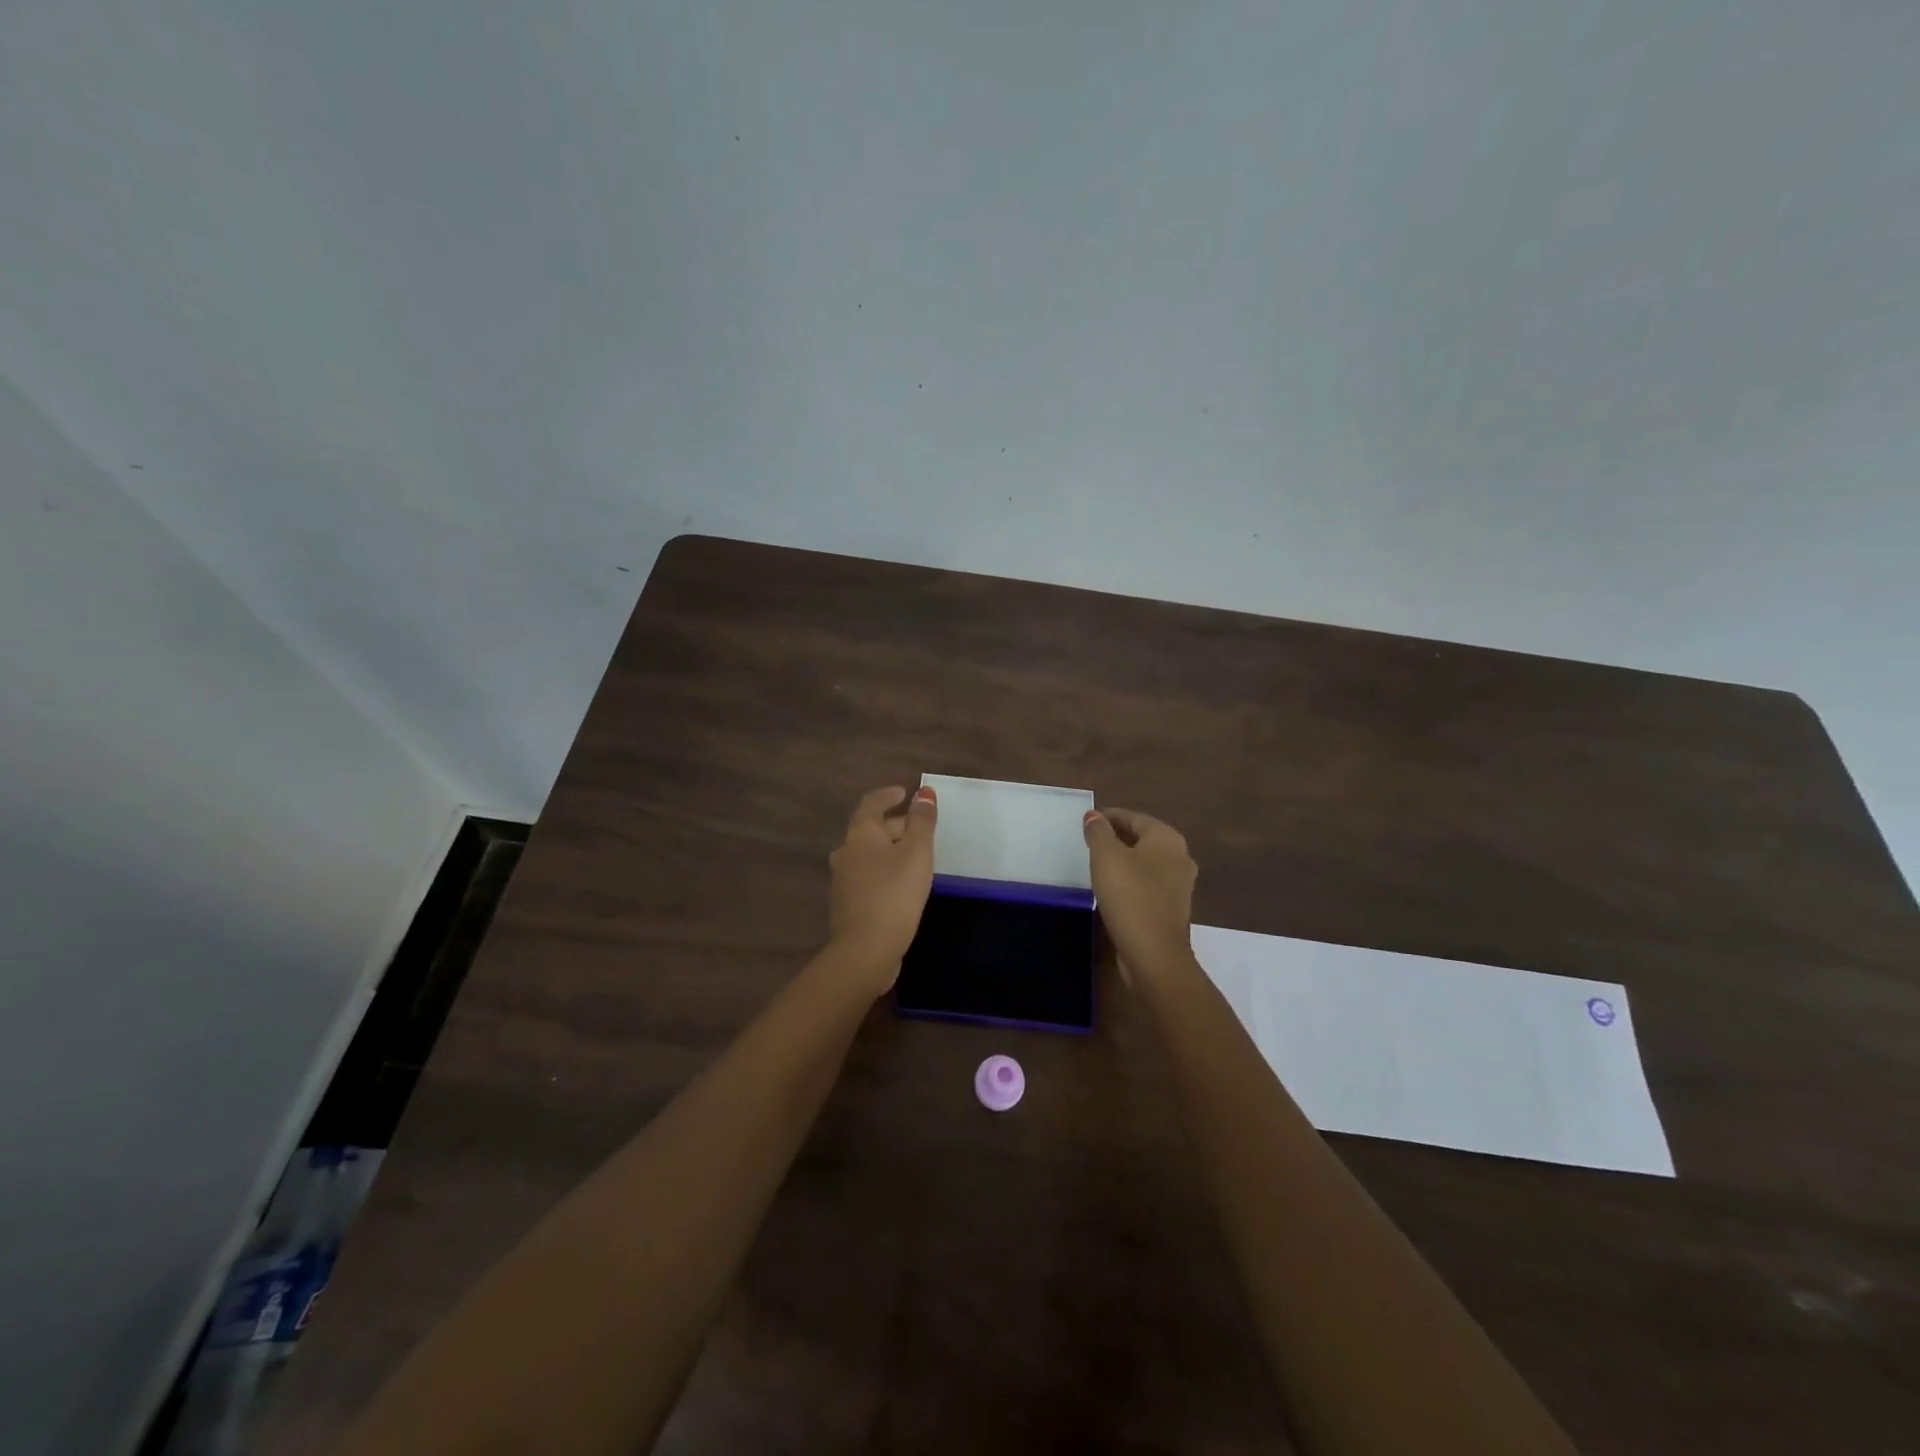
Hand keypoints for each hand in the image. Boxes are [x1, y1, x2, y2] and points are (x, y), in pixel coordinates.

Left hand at [827, 785, 937, 988]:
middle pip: (870, 830)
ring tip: (914, 856)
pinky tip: (900, 885)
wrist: (865, 950)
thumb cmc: (894, 893)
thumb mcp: (917, 852)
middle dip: (895, 825)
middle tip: (921, 828)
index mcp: (860, 834)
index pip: (871, 803)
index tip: (904, 792)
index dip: (888, 795)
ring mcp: (842, 880)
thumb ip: (921, 821)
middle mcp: (845, 852)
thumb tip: (923, 793)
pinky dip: (884, 872)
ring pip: (869, 855)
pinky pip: (867, 877)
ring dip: (889, 850)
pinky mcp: (847, 904)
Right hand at [1083, 807, 1197, 978]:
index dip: (1108, 816)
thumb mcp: (1106, 857)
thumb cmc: (1129, 895)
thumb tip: (1094, 815)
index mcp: (1167, 838)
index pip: (1134, 817)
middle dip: (1117, 836)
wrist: (1154, 954)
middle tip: (1089, 840)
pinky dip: (1131, 880)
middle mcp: (1179, 857)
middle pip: (1143, 838)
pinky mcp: (1173, 908)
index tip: (1086, 821)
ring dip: (1124, 859)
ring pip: (1146, 862)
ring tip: (1097, 863)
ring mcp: (1179, 885)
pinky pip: (1148, 884)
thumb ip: (1098, 831)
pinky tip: (1112, 887)